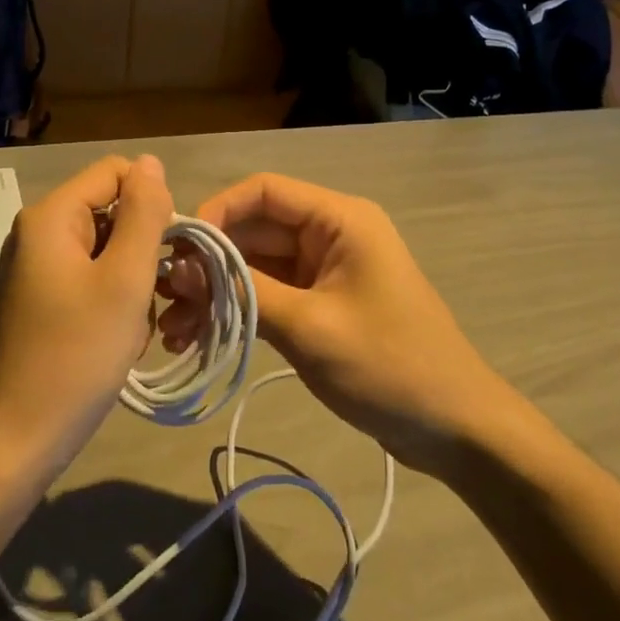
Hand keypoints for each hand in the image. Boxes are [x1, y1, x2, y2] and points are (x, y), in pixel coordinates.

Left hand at [0, 154, 174, 481]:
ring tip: (133, 327)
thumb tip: (151, 163)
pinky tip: (118, 340)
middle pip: (111, 212)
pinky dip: (113, 302)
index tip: (166, 251)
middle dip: (143, 249)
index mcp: (51, 217)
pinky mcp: (41, 300)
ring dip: (132, 282)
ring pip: (107, 250)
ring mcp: (37, 268)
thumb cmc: (76, 356)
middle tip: (154, 297)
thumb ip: (143, 214)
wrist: (16, 440)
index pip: (116, 172)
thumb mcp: (124, 280)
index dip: (152, 202)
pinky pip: (91, 280)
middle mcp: (38, 233)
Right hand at [161, 173, 513, 475]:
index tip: (179, 250)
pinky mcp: (319, 304)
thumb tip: (183, 269)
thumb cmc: (390, 366)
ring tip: (173, 330)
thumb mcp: (310, 327)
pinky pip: (267, 294)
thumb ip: (245, 292)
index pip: (263, 191)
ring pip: (255, 265)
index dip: (217, 211)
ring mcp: (323, 271)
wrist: (455, 430)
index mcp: (339, 220)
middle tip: (164, 298)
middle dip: (208, 262)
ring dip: (215, 292)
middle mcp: (328, 234)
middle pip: (254, 230)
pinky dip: (236, 311)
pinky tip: (199, 339)